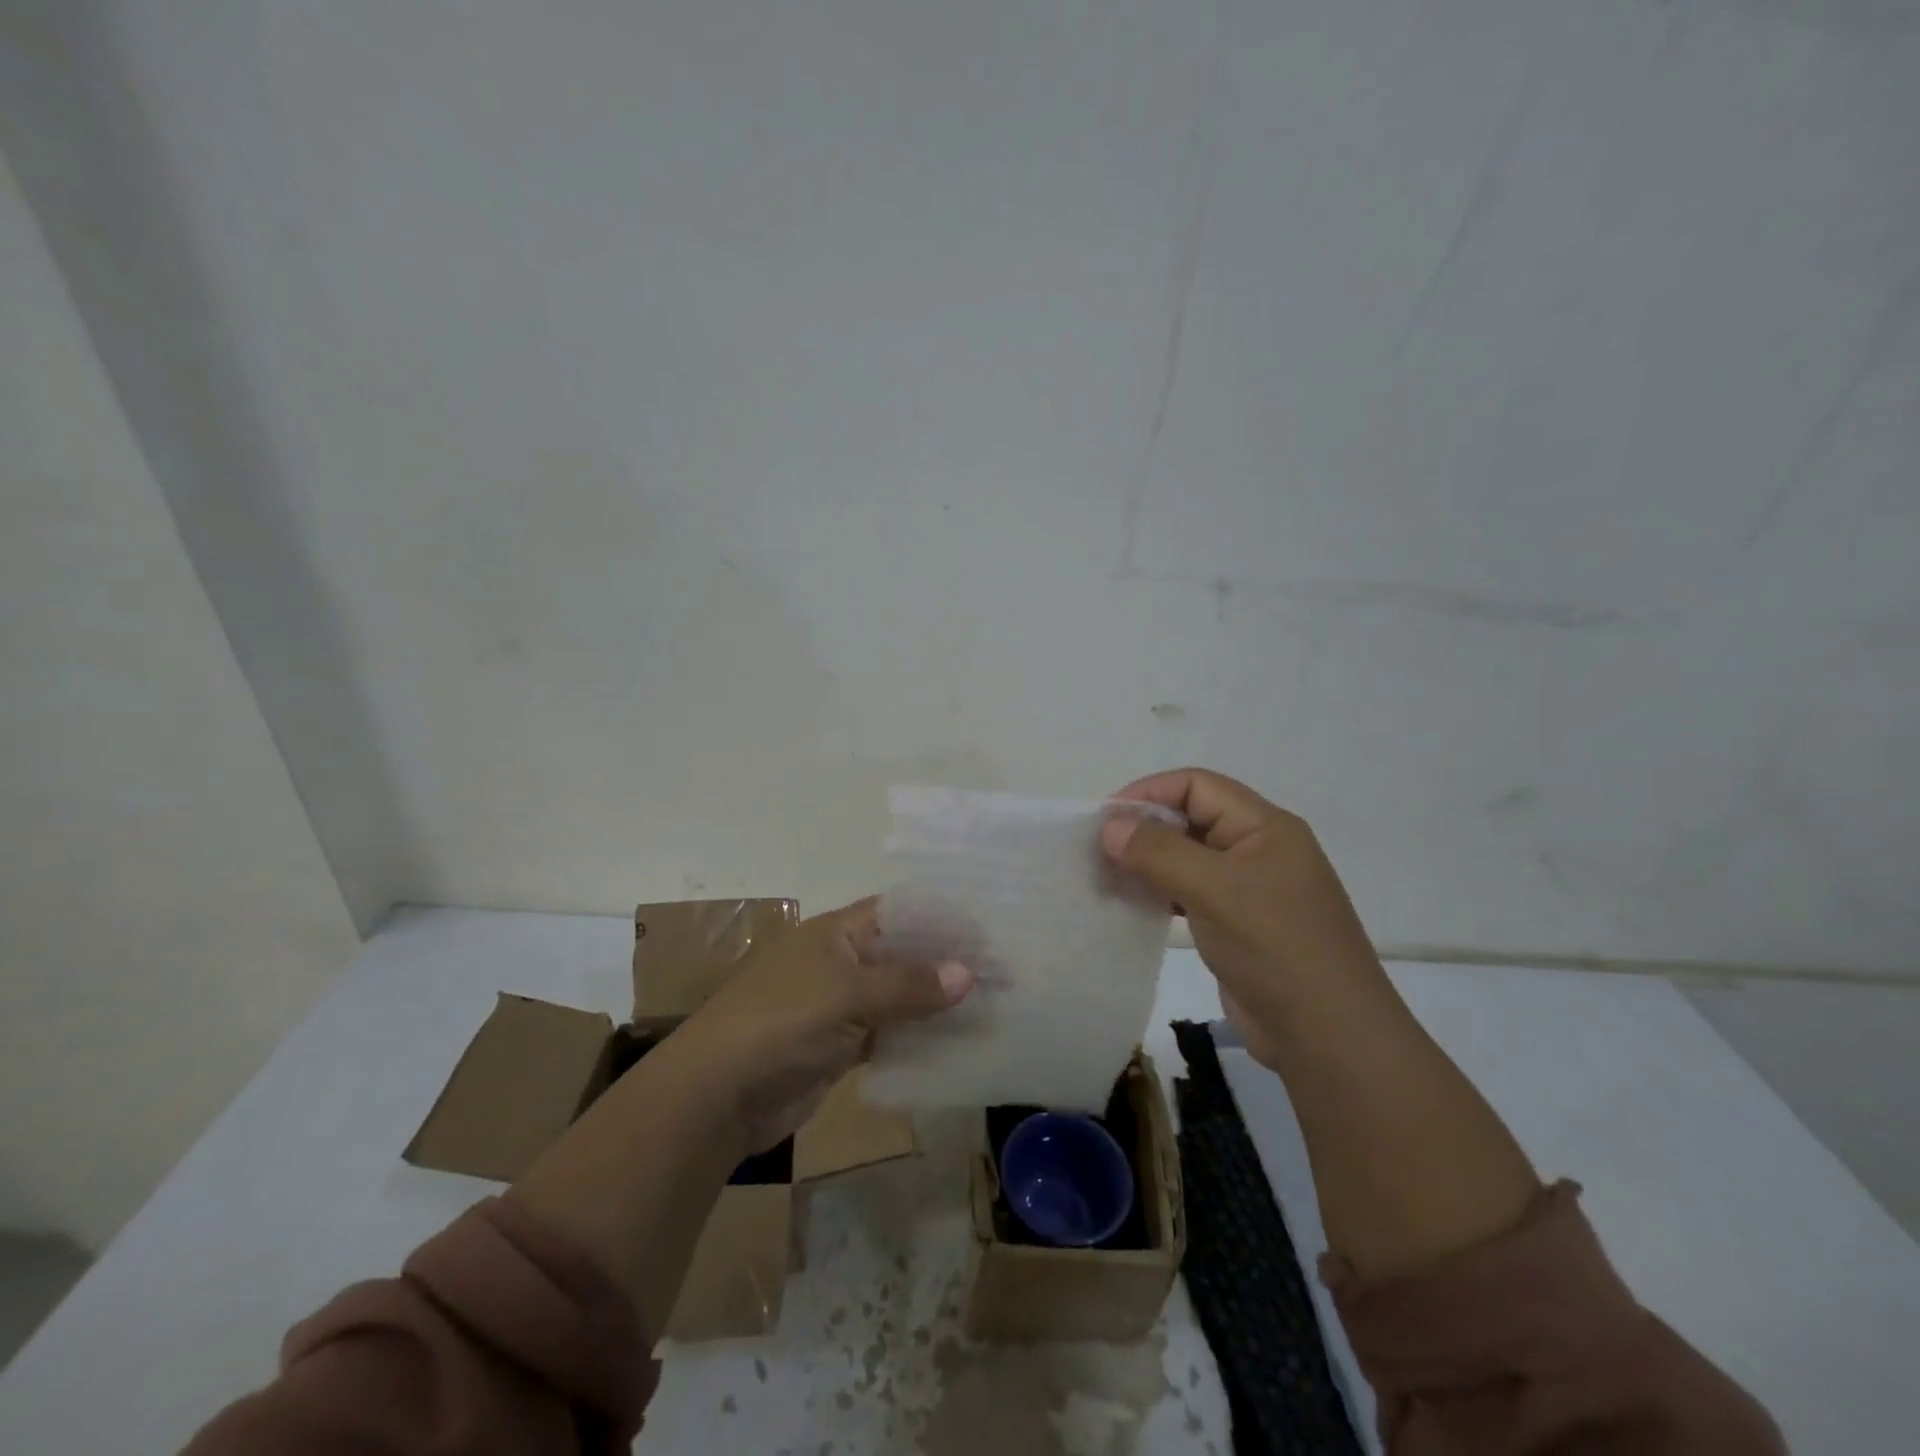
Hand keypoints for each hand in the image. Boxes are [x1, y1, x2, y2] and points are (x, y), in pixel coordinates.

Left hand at [673, 897, 973, 1150]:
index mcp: (838, 932)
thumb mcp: (847, 995)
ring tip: (994, 1005)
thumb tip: (969, 974)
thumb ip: (908, 985)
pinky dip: (918, 1038)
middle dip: (947, 963)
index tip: (991, 927)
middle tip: (1005, 971)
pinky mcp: (840, 1047)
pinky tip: (958, 1044)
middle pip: (904, 955)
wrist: (717, 1096)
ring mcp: (841, 1006)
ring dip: (937, 1004)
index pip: (900, 912)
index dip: (942, 917)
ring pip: (899, 997)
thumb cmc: (780, 1023)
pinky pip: (889, 1035)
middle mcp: (842, 961)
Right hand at [1101, 768, 1391, 1065]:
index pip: (1197, 786)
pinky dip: (1161, 892)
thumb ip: (1158, 852)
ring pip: (1189, 858)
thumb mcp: (1214, 890)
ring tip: (1107, 877)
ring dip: (1149, 862)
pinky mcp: (1239, 924)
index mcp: (1265, 827)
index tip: (1105, 819)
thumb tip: (1109, 827)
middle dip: (1144, 828)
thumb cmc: (1275, 947)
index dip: (1149, 793)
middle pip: (1192, 818)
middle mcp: (1258, 850)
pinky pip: (1192, 893)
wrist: (1328, 1037)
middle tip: (1098, 850)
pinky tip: (1133, 905)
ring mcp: (1250, 890)